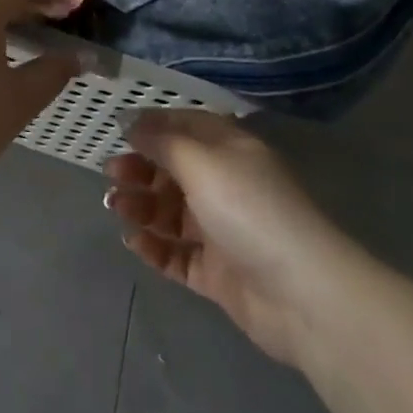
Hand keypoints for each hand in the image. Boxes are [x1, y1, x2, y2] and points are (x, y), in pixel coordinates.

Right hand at [105, 111, 345, 365]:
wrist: (301, 293)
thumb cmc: (248, 209)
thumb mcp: (201, 162)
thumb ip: (161, 140)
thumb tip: (128, 118)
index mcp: (230, 150)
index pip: (186, 127)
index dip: (152, 126)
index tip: (116, 131)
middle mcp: (226, 185)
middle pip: (174, 170)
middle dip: (141, 168)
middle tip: (111, 174)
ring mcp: (222, 231)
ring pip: (171, 213)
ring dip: (141, 206)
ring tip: (116, 207)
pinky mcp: (217, 272)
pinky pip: (177, 254)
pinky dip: (154, 247)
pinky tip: (133, 241)